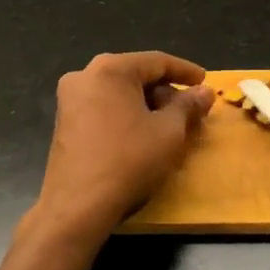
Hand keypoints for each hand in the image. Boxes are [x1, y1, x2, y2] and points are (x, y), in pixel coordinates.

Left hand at [29, 51, 214, 245]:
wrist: (78, 207)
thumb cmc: (129, 161)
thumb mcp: (169, 132)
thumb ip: (188, 106)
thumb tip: (204, 92)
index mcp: (110, 69)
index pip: (157, 61)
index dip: (186, 72)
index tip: (205, 82)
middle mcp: (85, 76)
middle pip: (136, 75)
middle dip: (166, 91)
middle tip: (190, 109)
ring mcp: (70, 100)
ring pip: (119, 93)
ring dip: (147, 105)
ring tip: (171, 124)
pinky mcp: (64, 123)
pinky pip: (104, 108)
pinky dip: (127, 115)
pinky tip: (143, 134)